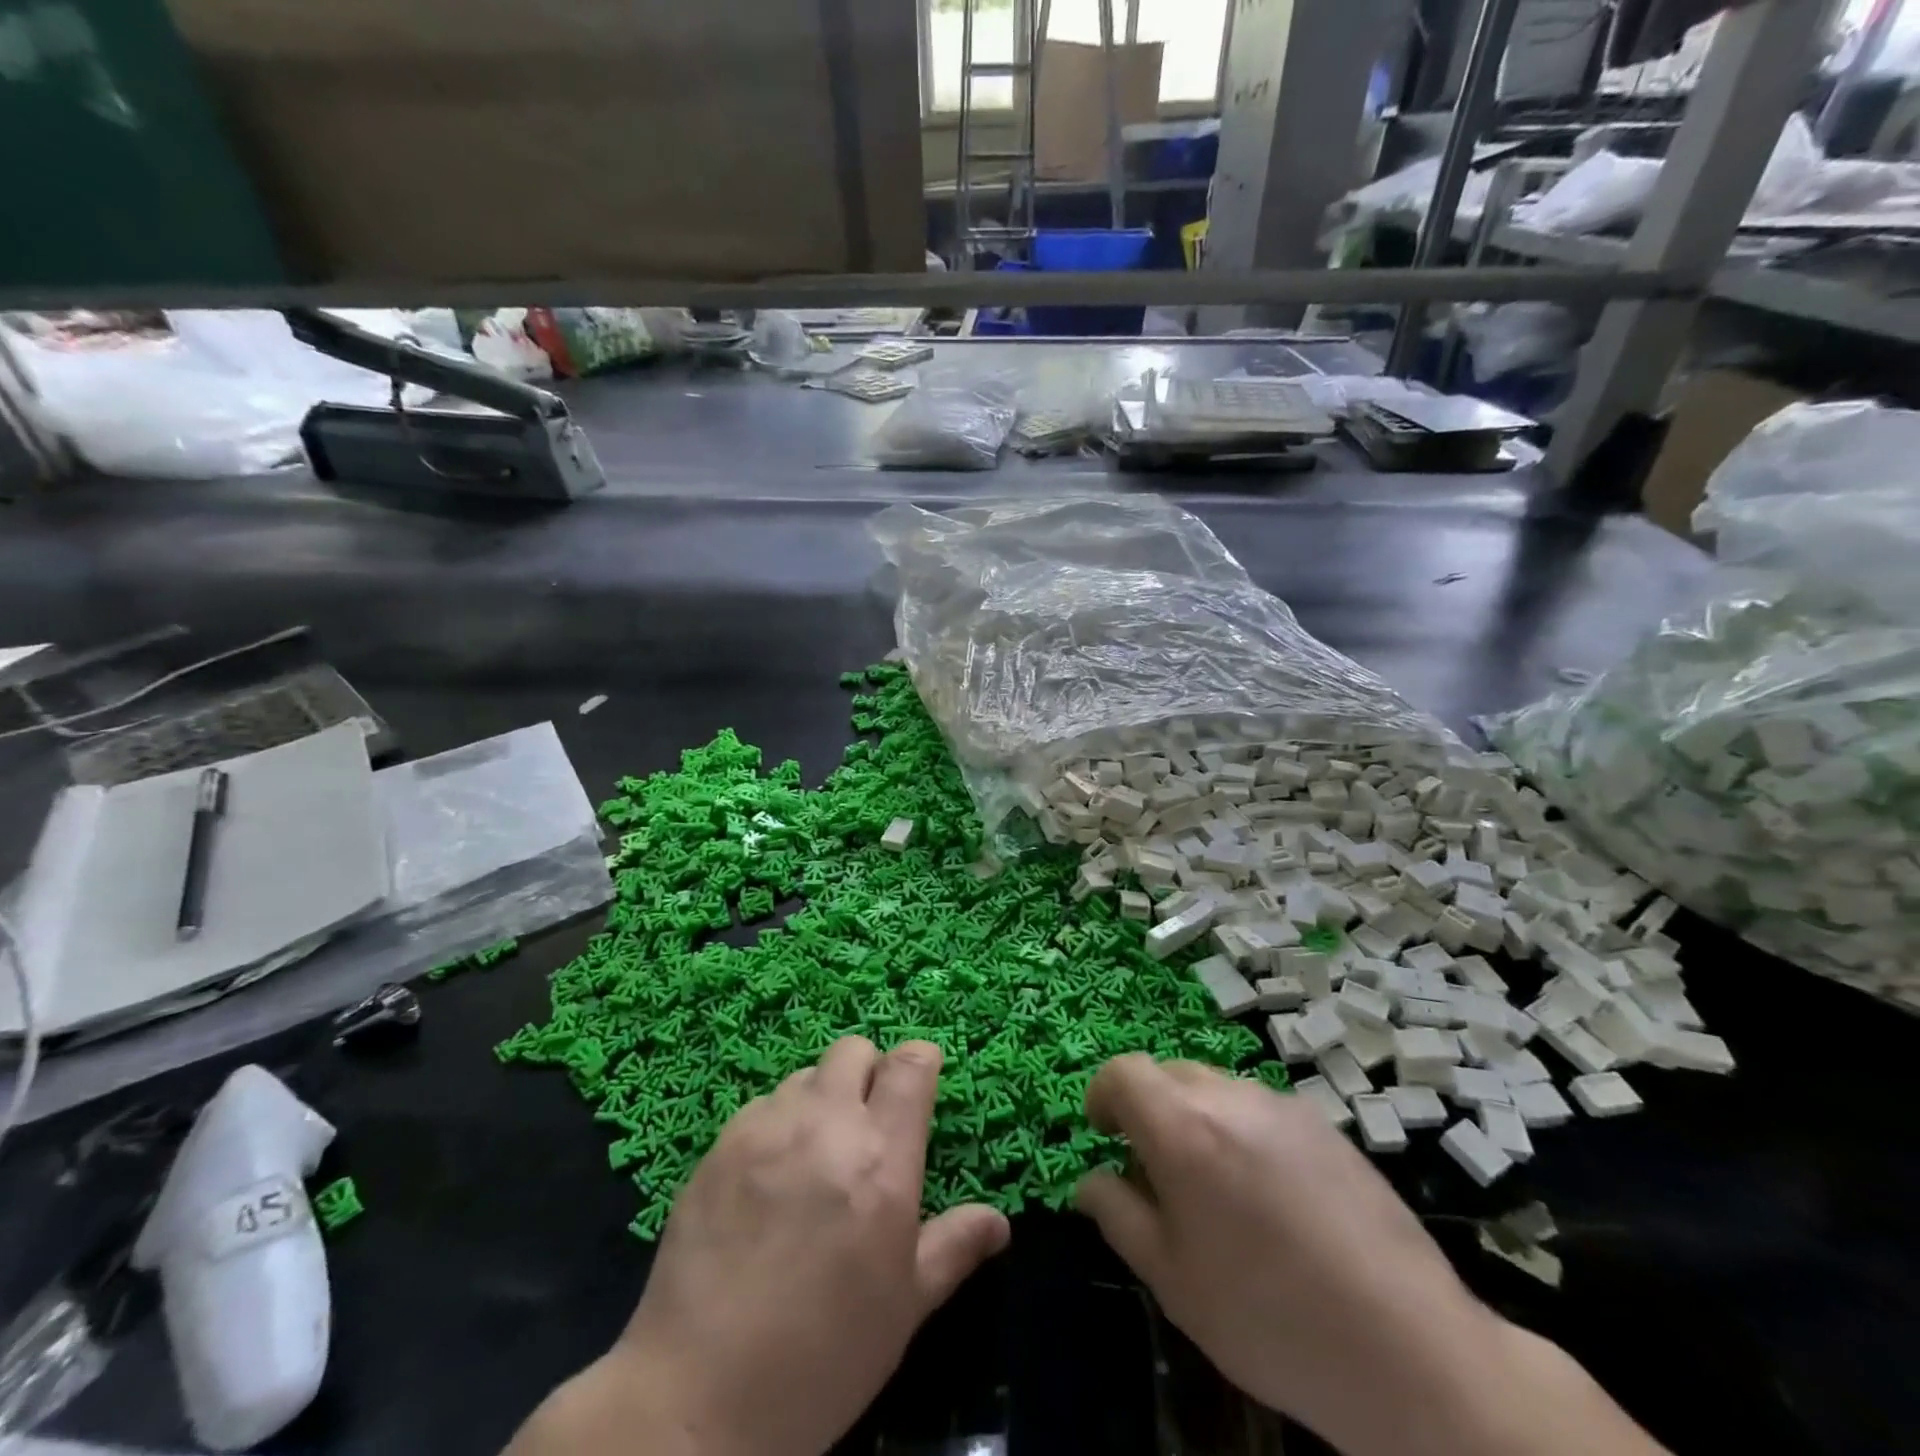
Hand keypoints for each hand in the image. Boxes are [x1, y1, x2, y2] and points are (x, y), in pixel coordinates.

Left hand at [509, 1037, 1008, 1455]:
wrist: (697, 1398)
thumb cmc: (822, 1357)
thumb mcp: (904, 1308)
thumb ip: (953, 1248)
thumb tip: (999, 1221)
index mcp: (881, 1159)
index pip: (909, 1064)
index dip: (920, 1062)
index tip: (920, 1083)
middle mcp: (825, 1124)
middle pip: (853, 1050)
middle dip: (868, 1072)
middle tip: (866, 1125)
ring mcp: (766, 1129)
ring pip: (805, 1076)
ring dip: (820, 1100)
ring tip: (814, 1156)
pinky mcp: (719, 1145)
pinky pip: (760, 1107)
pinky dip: (776, 1125)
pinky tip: (767, 1180)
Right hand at [1076, 1057, 1664, 1455]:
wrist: (1407, 1349)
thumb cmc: (1268, 1317)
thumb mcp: (1172, 1279)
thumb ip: (1118, 1216)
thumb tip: (1091, 1180)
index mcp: (1182, 1128)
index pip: (1123, 1072)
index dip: (1103, 1095)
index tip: (1103, 1135)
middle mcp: (1229, 1097)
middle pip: (1168, 1073)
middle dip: (1148, 1108)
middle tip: (1157, 1170)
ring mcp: (1282, 1105)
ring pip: (1216, 1087)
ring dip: (1197, 1117)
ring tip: (1217, 1187)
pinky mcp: (1325, 1123)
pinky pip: (1261, 1108)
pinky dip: (1243, 1130)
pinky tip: (1272, 1196)